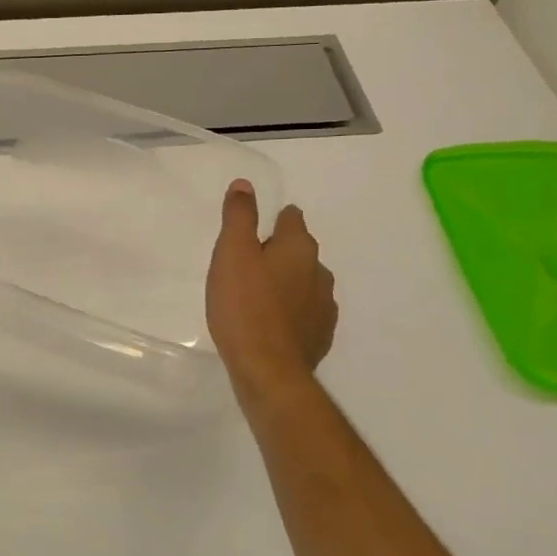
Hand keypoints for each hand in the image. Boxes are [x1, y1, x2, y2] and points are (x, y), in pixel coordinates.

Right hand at [206, 180, 337, 395]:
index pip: (291, 218)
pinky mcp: (320, 336)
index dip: (272, 220)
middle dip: (277, 253)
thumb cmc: (244, 306)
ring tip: (255, 297)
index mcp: (299, 248)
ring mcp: (324, 306)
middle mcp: (319, 272)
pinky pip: (305, 312)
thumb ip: (239, 216)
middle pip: (298, 251)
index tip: (250, 232)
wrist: (268, 371)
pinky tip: (269, 323)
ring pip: (304, 282)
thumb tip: (245, 184)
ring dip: (285, 283)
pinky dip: (290, 312)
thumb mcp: (232, 253)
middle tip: (244, 266)